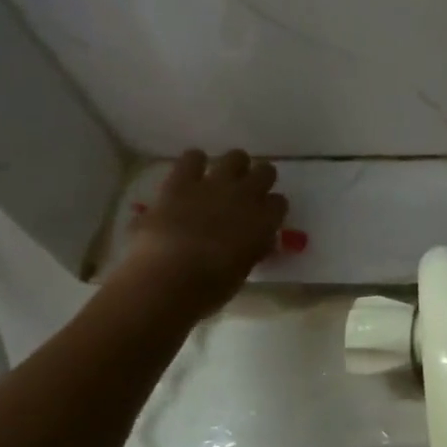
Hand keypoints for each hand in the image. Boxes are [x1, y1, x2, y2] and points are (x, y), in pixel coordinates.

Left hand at [115, 150, 287, 319]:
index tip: (264, 218)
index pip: (279, 203)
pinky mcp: (181, 182)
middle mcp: (246, 196)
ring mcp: (214, 185)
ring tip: (220, 180)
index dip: (271, 209)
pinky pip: (192, 157)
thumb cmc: (209, 289)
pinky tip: (190, 174)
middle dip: (258, 180)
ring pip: (235, 157)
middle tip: (245, 194)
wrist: (167, 279)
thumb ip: (252, 249)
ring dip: (231, 167)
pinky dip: (193, 163)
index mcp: (265, 222)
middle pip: (265, 171)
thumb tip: (255, 241)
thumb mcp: (242, 271)